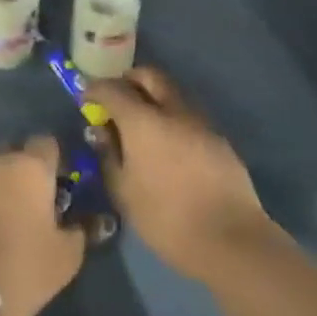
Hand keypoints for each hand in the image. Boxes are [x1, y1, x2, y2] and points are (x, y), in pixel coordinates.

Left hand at [0, 136, 85, 315]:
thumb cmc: (21, 268)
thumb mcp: (65, 258)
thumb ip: (78, 232)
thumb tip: (80, 224)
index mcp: (30, 167)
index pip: (47, 143)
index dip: (56, 160)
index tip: (61, 184)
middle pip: (15, 152)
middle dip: (25, 170)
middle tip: (35, 201)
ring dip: (0, 187)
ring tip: (8, 219)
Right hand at [83, 67, 276, 283]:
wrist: (230, 239)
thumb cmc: (166, 218)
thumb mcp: (124, 192)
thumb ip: (109, 155)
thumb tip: (101, 131)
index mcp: (143, 120)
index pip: (113, 89)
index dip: (96, 90)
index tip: (86, 98)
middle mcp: (173, 110)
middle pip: (149, 76)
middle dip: (129, 80)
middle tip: (116, 98)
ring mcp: (201, 122)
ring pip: (172, 92)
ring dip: (154, 96)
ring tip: (142, 122)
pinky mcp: (219, 138)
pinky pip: (189, 115)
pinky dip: (173, 117)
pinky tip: (169, 144)